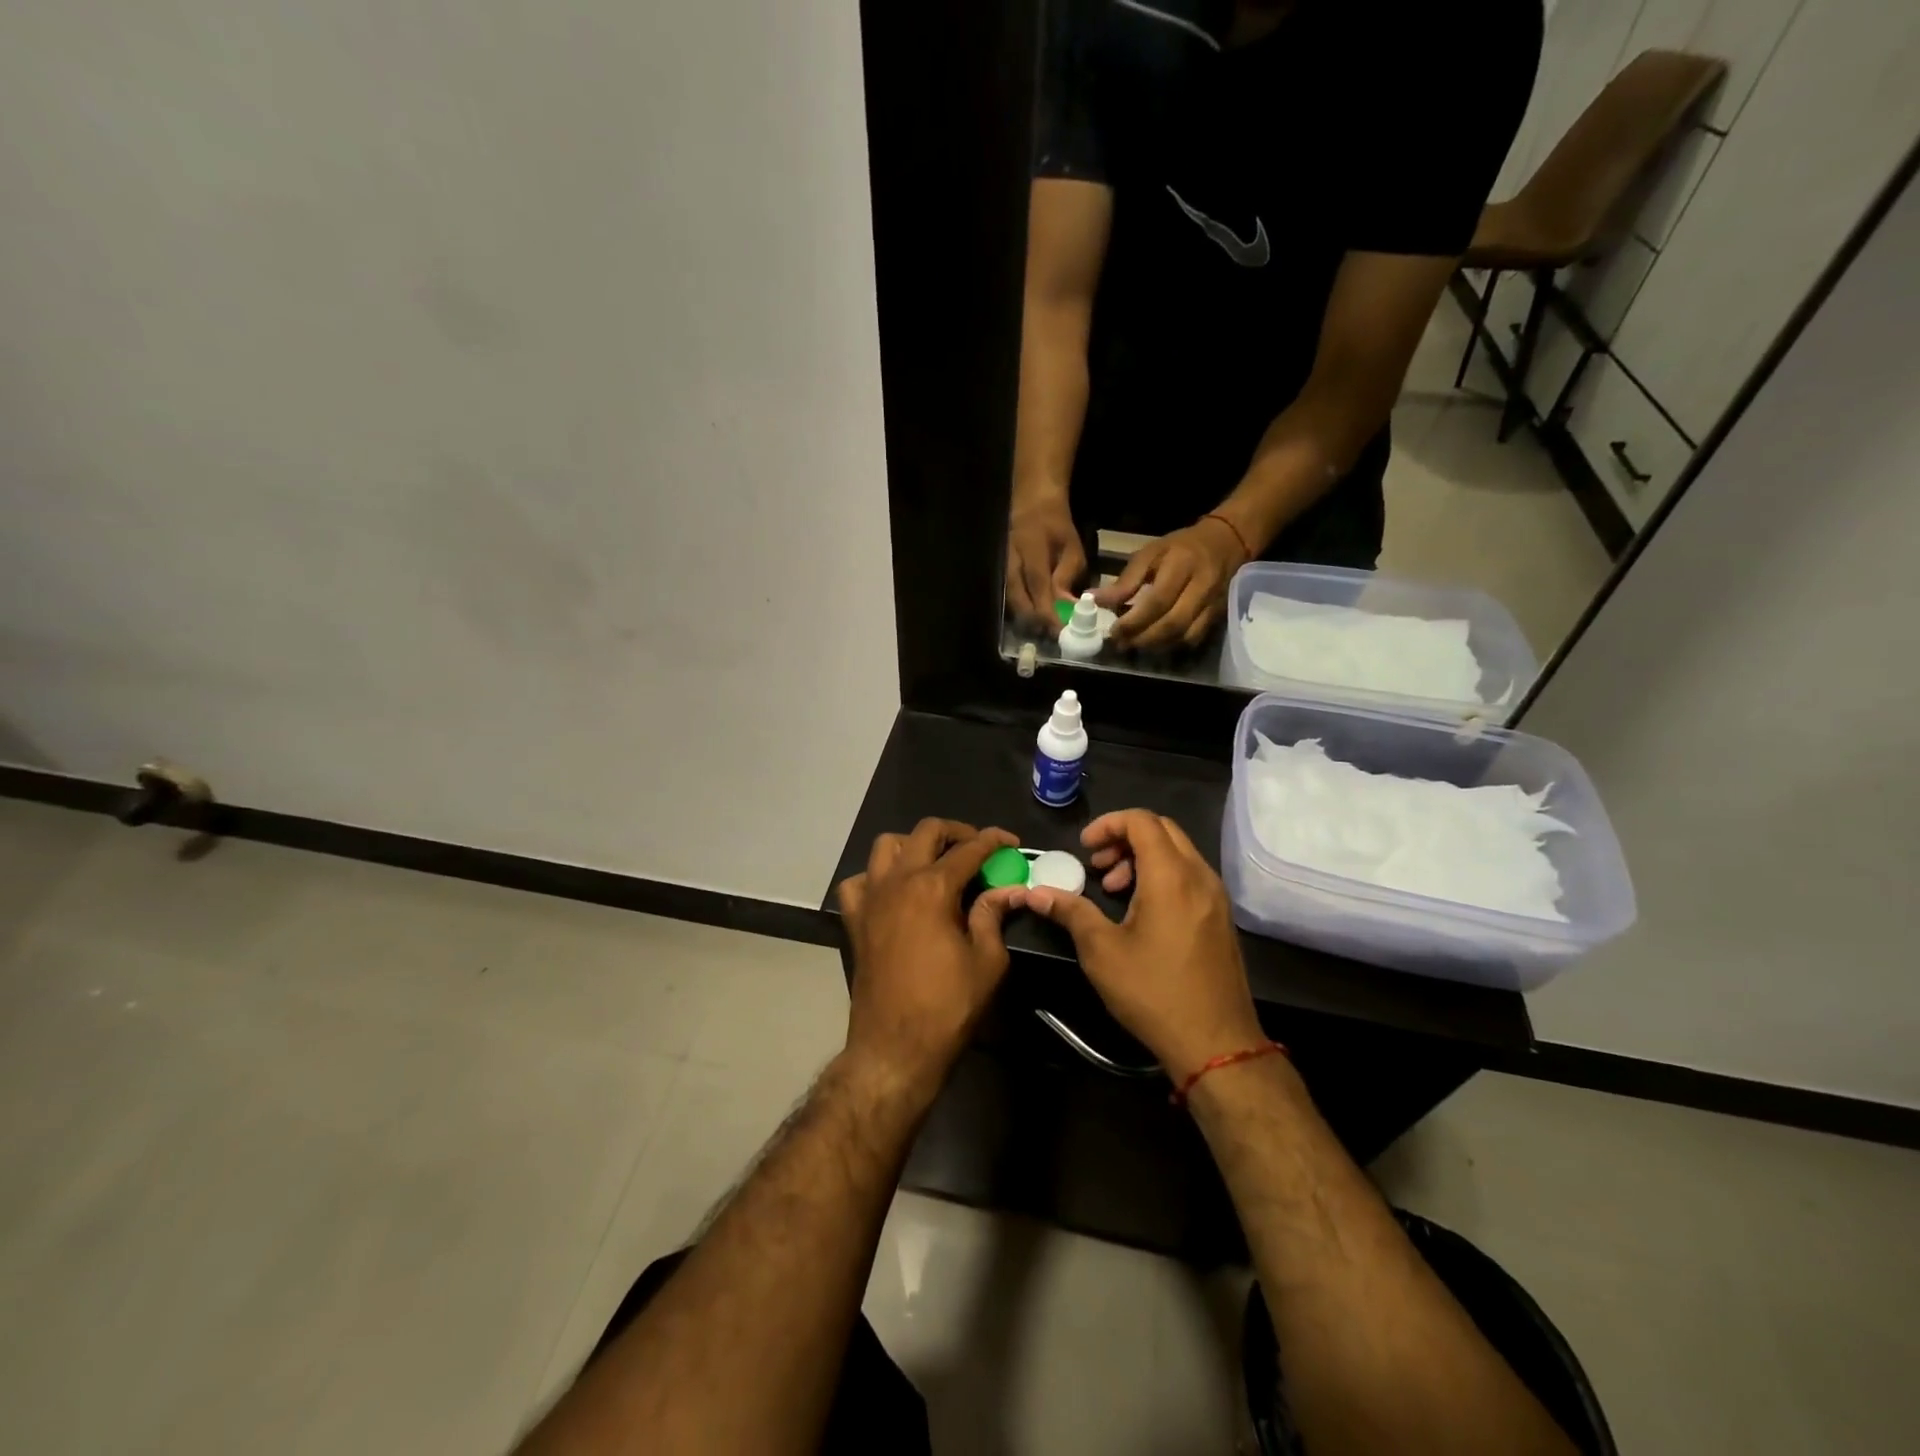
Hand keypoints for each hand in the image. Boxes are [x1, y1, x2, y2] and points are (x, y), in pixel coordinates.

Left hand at [835, 819, 1022, 1099]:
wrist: (895, 1047)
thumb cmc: (948, 1007)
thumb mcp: (988, 962)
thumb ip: (993, 916)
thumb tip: (1006, 891)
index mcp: (933, 888)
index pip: (969, 849)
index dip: (994, 841)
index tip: (1011, 842)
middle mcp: (897, 881)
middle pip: (926, 832)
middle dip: (956, 832)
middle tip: (977, 848)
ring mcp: (871, 898)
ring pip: (887, 845)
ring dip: (914, 845)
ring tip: (935, 862)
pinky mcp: (855, 920)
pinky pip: (859, 881)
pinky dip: (877, 876)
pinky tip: (894, 891)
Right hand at [1006, 490, 1086, 634]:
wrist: (1032, 506)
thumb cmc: (1056, 528)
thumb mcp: (1071, 548)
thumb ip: (1067, 577)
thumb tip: (1066, 607)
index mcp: (1031, 548)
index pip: (1038, 584)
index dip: (1047, 609)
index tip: (1059, 629)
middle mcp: (1011, 559)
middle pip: (1018, 598)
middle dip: (1035, 620)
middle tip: (1052, 634)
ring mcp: (1002, 567)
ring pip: (1010, 601)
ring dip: (1026, 619)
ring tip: (1044, 629)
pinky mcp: (1001, 574)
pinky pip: (1008, 597)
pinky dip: (1020, 611)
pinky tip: (1033, 619)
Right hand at [1021, 809, 1263, 1082]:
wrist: (1216, 1043)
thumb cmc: (1153, 992)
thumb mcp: (1102, 951)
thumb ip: (1070, 912)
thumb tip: (1035, 893)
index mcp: (1171, 876)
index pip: (1141, 820)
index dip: (1108, 825)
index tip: (1084, 848)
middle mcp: (1199, 876)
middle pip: (1162, 829)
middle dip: (1124, 838)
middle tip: (1097, 866)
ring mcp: (1215, 896)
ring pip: (1177, 852)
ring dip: (1142, 857)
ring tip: (1114, 889)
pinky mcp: (1220, 916)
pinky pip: (1189, 874)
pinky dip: (1161, 875)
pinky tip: (1140, 910)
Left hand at [1095, 516, 1248, 651]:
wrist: (1226, 542)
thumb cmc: (1180, 547)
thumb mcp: (1150, 553)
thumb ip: (1125, 581)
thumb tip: (1095, 600)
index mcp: (1182, 565)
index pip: (1158, 601)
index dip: (1134, 621)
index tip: (1113, 631)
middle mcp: (1201, 587)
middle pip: (1172, 623)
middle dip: (1142, 639)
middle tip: (1120, 643)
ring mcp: (1213, 604)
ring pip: (1183, 636)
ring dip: (1155, 645)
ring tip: (1133, 644)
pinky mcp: (1218, 616)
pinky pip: (1193, 639)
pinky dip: (1171, 646)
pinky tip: (1154, 643)